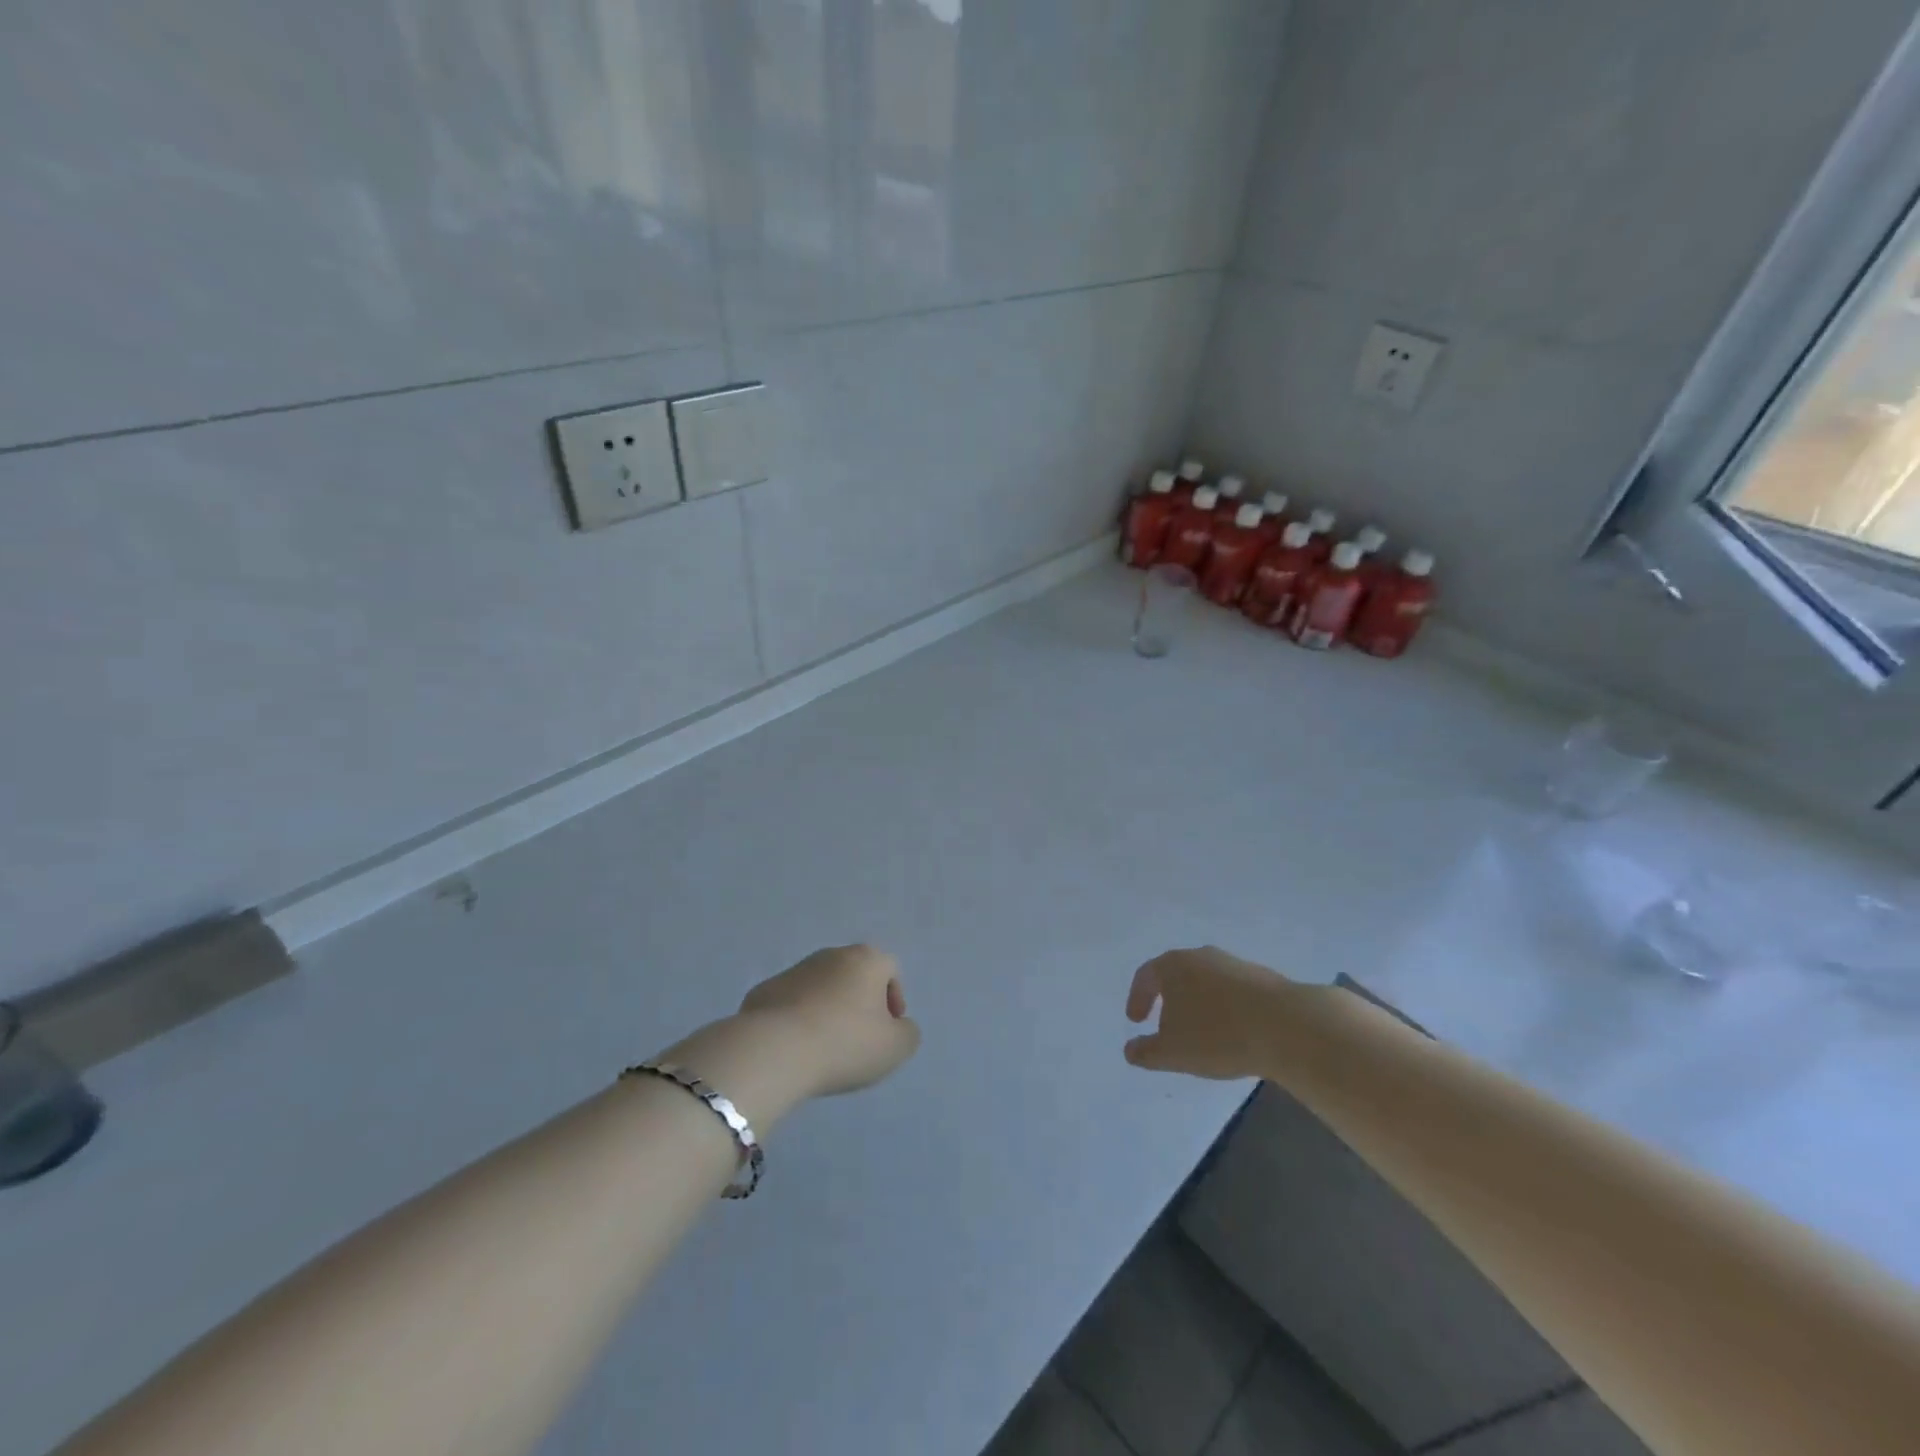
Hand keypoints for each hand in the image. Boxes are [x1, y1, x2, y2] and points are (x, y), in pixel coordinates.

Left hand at [738, 945, 920, 1098]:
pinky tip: (796, 1049)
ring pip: (821, 988)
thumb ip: (907, 1033)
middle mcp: (831, 955)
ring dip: (827, 1010)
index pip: (890, 969)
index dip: (894, 998)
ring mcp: (794, 970)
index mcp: (866, 959)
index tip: (887, 1030)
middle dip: (860, 1003)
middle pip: (854, 975)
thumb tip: (898, 1026)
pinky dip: (798, 1020)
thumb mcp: (896, 1048)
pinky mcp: (764, 991)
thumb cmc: (845, 1043)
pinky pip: (791, 1004)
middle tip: (859, 1039)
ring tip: (825, 1048)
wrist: (775, 1050)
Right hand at [1124, 946, 1292, 1080]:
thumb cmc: (1218, 1035)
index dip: (1137, 998)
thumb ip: (1146, 1052)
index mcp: (1173, 965)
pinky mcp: (1262, 977)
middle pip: (1176, 974)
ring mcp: (1233, 964)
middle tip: (1164, 1023)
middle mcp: (1201, 956)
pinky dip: (1223, 1008)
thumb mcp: (1173, 1052)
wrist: (1287, 1025)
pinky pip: (1231, 991)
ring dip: (1197, 1004)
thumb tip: (1130, 1050)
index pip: (1145, 976)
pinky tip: (1232, 1032)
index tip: (1136, 1021)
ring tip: (1201, 1032)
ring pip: (1205, 981)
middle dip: (1167, 999)